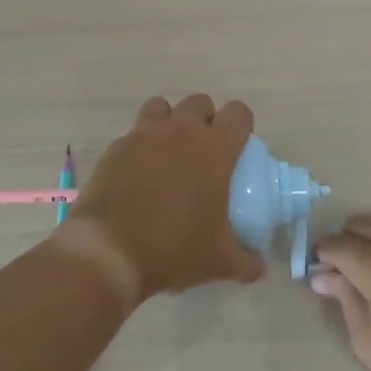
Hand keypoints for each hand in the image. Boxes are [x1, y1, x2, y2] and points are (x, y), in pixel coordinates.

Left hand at [69, 94, 265, 299]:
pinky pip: (134, 134)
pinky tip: (138, 175)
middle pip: (199, 102)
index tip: (238, 147)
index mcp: (214, 149)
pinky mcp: (116, 147)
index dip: (241, 125)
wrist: (109, 251)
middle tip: (203, 152)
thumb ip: (246, 262)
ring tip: (168, 153)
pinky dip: (140, 146)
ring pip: (162, 107)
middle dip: (205, 119)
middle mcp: (180, 131)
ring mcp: (144, 135)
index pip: (238, 113)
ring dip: (169, 122)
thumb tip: (261, 268)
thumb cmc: (173, 249)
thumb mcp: (218, 262)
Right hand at [310, 215, 370, 370]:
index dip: (322, 256)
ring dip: (368, 235)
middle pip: (360, 226)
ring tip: (365, 264)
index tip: (317, 272)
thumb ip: (345, 301)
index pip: (338, 246)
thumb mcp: (369, 342)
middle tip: (340, 270)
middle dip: (344, 242)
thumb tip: (324, 277)